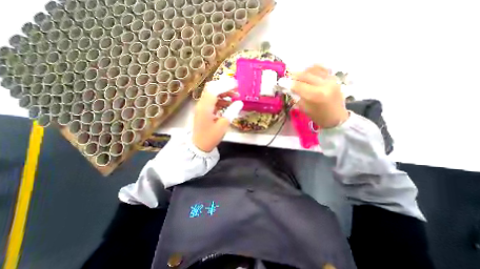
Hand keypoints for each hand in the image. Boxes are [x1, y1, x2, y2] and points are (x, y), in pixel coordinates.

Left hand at [192, 78, 244, 152]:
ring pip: (212, 93)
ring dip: (223, 92)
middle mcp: (201, 104)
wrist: (199, 146)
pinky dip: (221, 99)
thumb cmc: (210, 137)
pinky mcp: (204, 110)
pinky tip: (228, 103)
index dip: (225, 85)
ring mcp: (202, 106)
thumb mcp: (223, 126)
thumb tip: (240, 102)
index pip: (214, 90)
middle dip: (224, 86)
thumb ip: (231, 112)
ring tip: (235, 95)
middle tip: (236, 87)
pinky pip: (212, 100)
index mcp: (205, 107)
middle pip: (211, 88)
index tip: (237, 84)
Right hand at [289, 64, 348, 127]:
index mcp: (316, 95)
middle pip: (305, 75)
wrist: (337, 117)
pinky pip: (321, 69)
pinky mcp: (334, 78)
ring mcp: (331, 79)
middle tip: (286, 77)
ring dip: (302, 72)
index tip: (280, 82)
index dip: (288, 83)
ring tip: (295, 75)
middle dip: (293, 75)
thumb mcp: (304, 109)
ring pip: (313, 70)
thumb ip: (296, 97)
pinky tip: (307, 72)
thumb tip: (288, 88)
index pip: (298, 85)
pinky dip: (312, 69)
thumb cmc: (319, 116)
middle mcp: (324, 84)